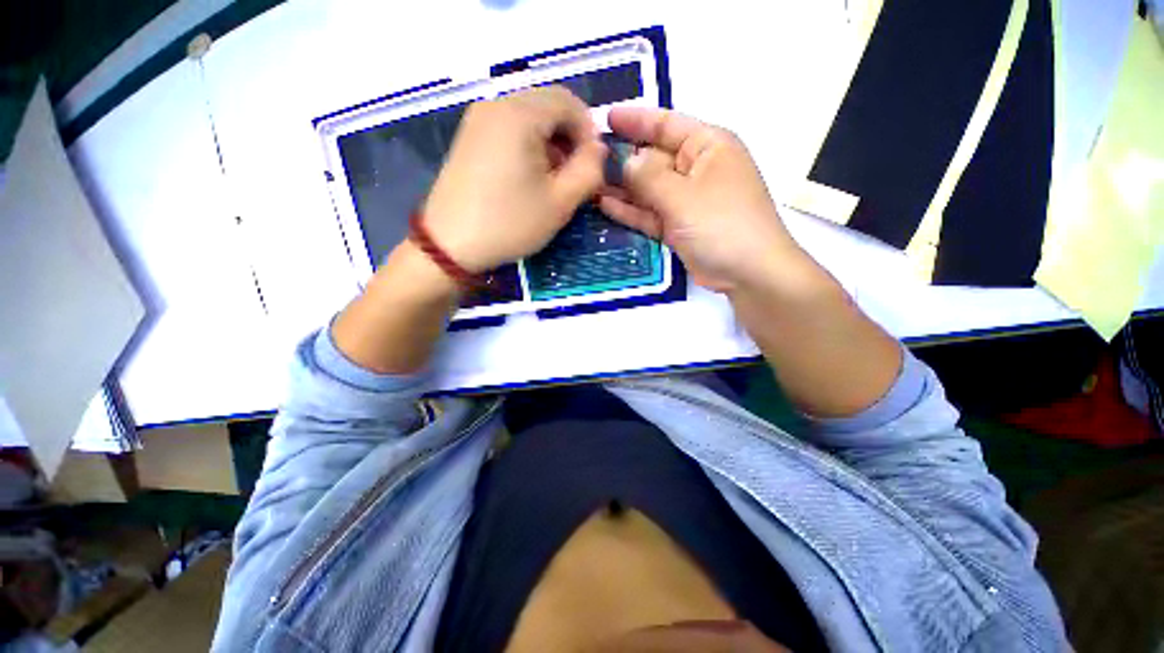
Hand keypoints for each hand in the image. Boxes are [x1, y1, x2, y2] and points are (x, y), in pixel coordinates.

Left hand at [421, 86, 607, 273]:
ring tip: (552, 180)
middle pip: (547, 106)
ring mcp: (477, 120)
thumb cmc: (510, 223)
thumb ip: (589, 171)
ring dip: (550, 143)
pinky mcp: (468, 137)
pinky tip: (528, 177)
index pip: (568, 101)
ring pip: (528, 117)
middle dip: (569, 137)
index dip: (588, 131)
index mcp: (520, 114)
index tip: (592, 166)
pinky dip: (528, 146)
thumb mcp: (560, 203)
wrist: (450, 245)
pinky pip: (508, 129)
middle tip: (574, 175)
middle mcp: (496, 105)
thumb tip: (599, 150)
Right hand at [599, 107, 803, 292]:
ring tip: (589, 182)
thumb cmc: (721, 223)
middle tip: (587, 159)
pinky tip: (605, 205)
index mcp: (707, 146)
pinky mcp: (678, 226)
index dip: (635, 120)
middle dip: (623, 159)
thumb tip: (624, 162)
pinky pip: (650, 213)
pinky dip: (630, 210)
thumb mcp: (683, 196)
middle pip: (653, 158)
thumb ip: (648, 178)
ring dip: (622, 187)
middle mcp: (696, 169)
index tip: (604, 118)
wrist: (748, 272)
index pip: (666, 124)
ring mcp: (686, 201)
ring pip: (648, 189)